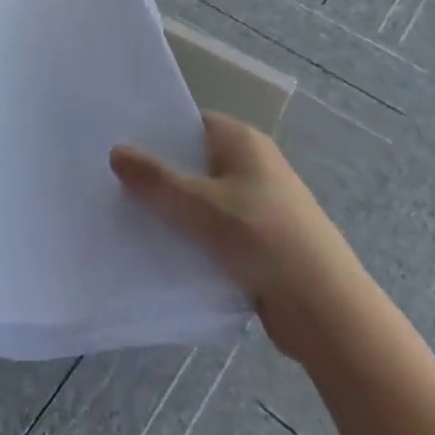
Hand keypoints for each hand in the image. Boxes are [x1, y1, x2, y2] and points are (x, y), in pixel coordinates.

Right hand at [111, 110, 369, 358]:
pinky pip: (210, 229)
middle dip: (156, 170)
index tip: (115, 137)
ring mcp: (255, 205)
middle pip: (192, 160)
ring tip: (121, 209)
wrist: (327, 312)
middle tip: (108, 175)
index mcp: (243, 141)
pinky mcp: (256, 242)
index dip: (154, 128)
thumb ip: (155, 178)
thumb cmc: (263, 238)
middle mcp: (250, 165)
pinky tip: (154, 245)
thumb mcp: (200, 204)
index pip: (190, 121)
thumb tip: (115, 151)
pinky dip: (187, 235)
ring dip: (170, 207)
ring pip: (199, 198)